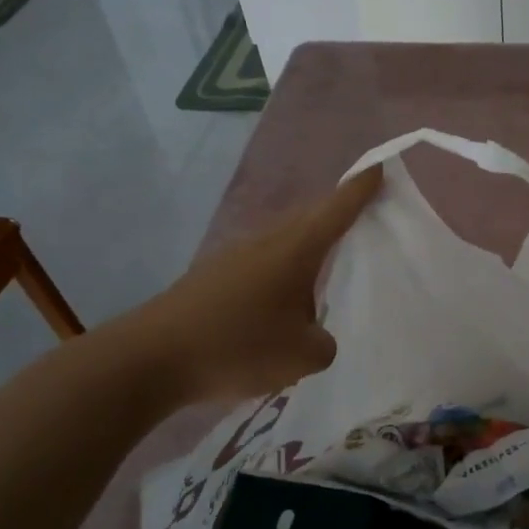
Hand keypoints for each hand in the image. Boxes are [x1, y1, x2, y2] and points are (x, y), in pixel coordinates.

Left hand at [117, 168, 382, 405]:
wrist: (149, 359)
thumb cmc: (237, 346)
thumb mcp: (303, 356)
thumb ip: (324, 342)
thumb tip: (313, 333)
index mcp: (295, 250)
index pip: (337, 209)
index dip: (360, 189)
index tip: (379, 169)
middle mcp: (266, 242)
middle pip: (310, 218)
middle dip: (337, 213)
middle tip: (363, 218)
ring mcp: (235, 257)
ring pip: (284, 241)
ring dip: (308, 247)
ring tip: (327, 268)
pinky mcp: (213, 278)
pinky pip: (262, 263)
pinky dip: (282, 272)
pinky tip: (282, 303)